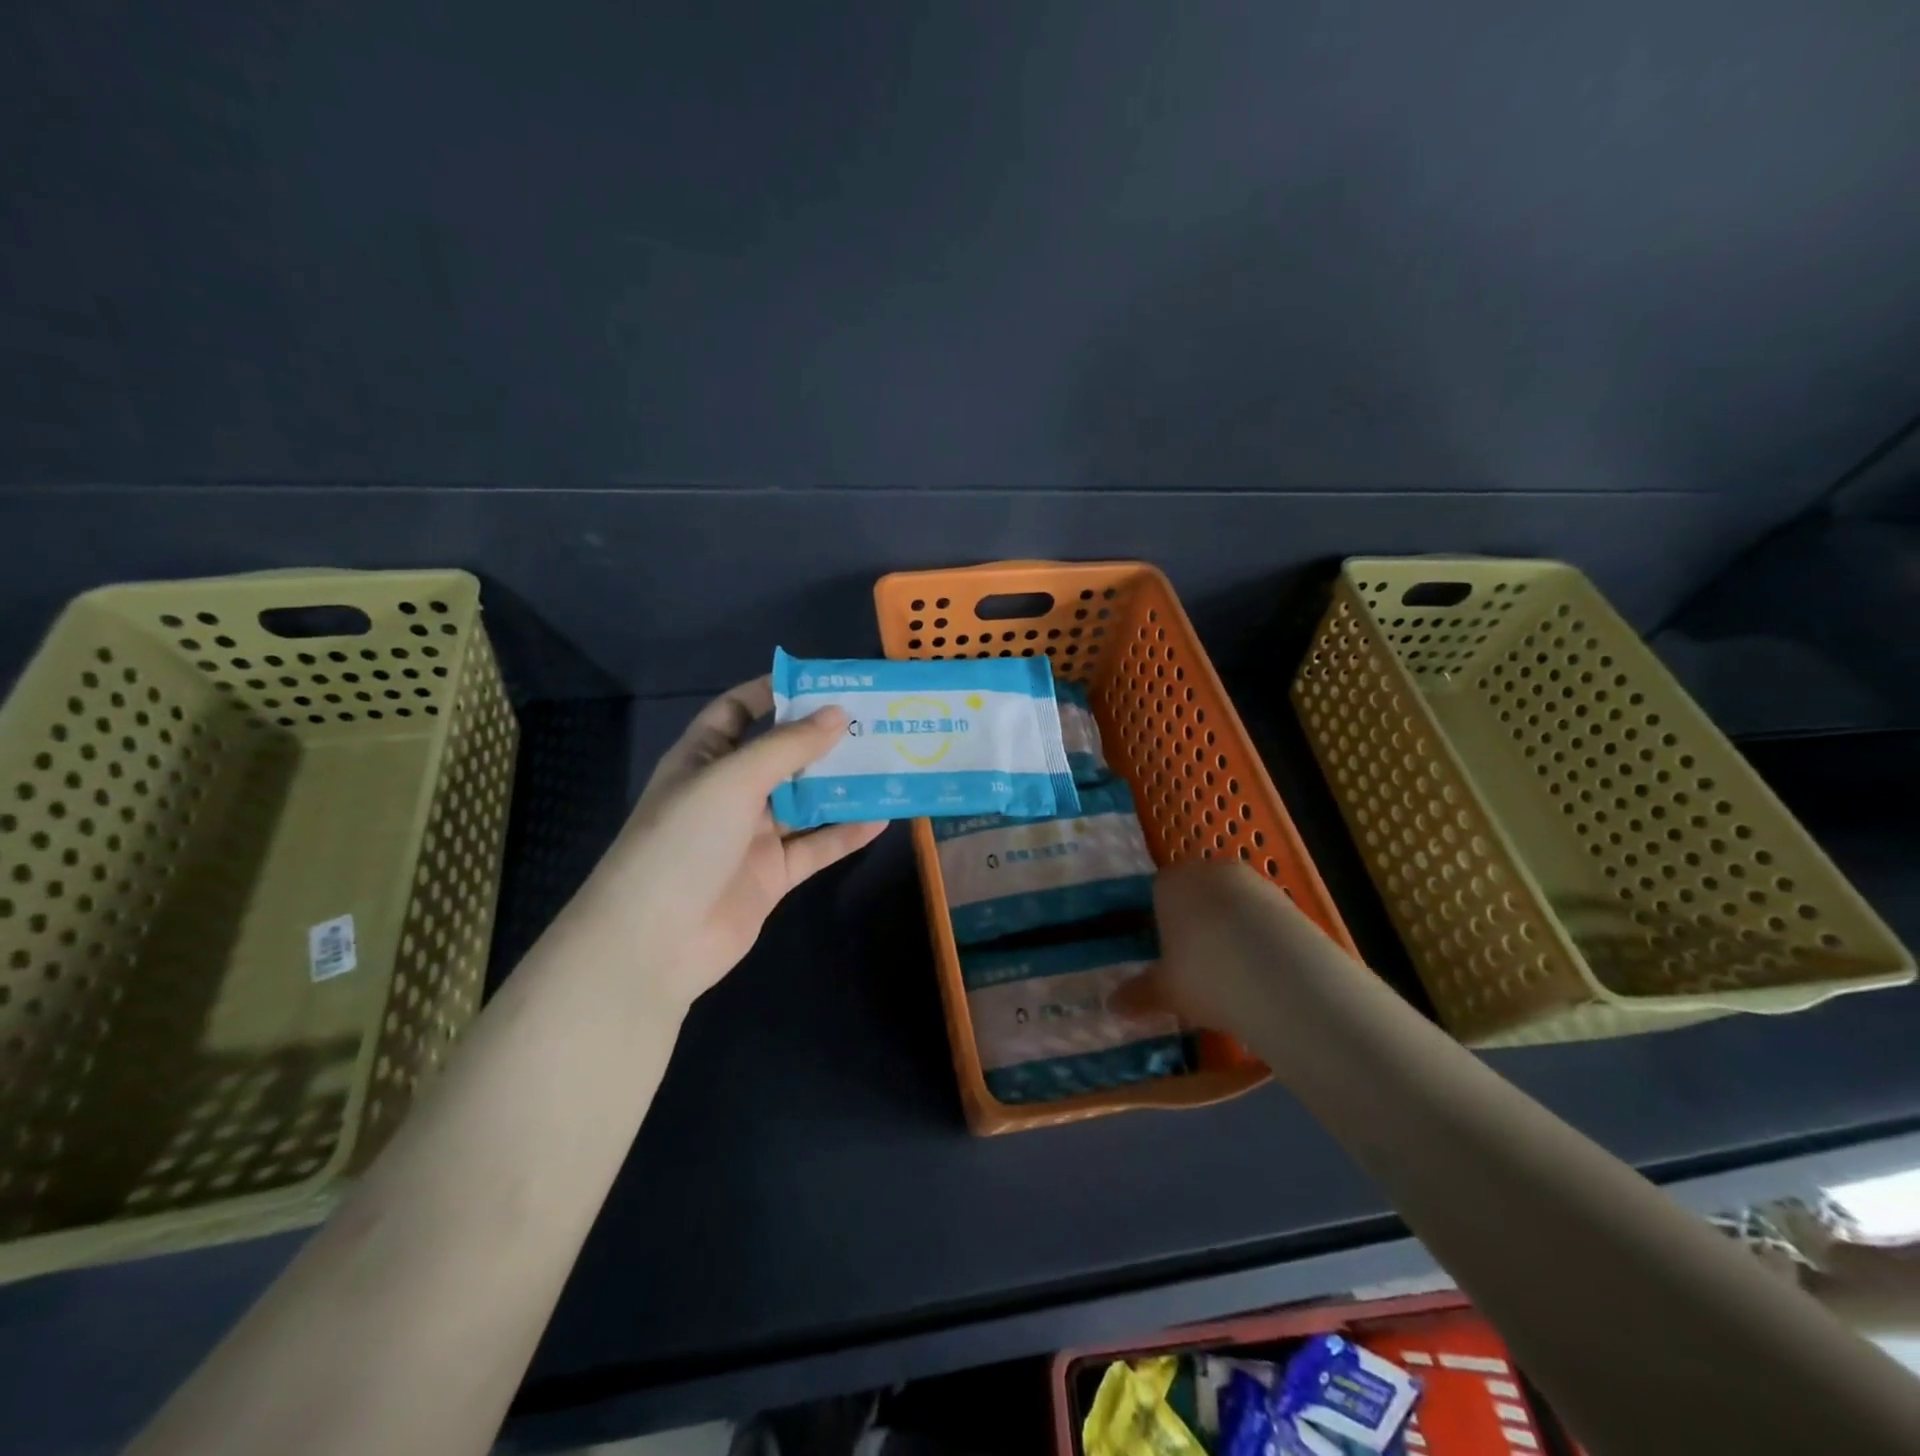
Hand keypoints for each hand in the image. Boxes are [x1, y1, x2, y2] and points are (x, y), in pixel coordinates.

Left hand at [564, 676, 884, 1011]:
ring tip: (888, 763)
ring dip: (842, 785)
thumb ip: (788, 746)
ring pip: (805, 802)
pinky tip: (882, 818)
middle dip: (822, 739)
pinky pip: (816, 847)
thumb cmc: (684, 840)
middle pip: (781, 756)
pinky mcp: (773, 875)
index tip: (825, 683)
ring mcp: (752, 836)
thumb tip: (838, 713)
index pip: (738, 711)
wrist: (656, 941)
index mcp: (704, 758)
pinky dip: (846, 834)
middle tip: (873, 722)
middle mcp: (729, 792)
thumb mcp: (733, 779)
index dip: (775, 694)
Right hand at [1117, 860, 1327, 1035]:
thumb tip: (1111, 1005)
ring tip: (1234, 977)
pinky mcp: (1289, 902)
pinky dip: (1260, 940)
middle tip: (1197, 968)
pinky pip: (1263, 919)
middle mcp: (1210, 871)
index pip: (1157, 894)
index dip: (1160, 925)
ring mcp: (1253, 882)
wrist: (1285, 978)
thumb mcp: (1165, 991)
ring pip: (1232, 906)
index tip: (1166, 958)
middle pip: (1197, 895)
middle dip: (1196, 925)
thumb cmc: (1206, 975)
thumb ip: (1138, 994)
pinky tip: (1263, 975)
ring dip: (1231, 932)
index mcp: (1171, 883)